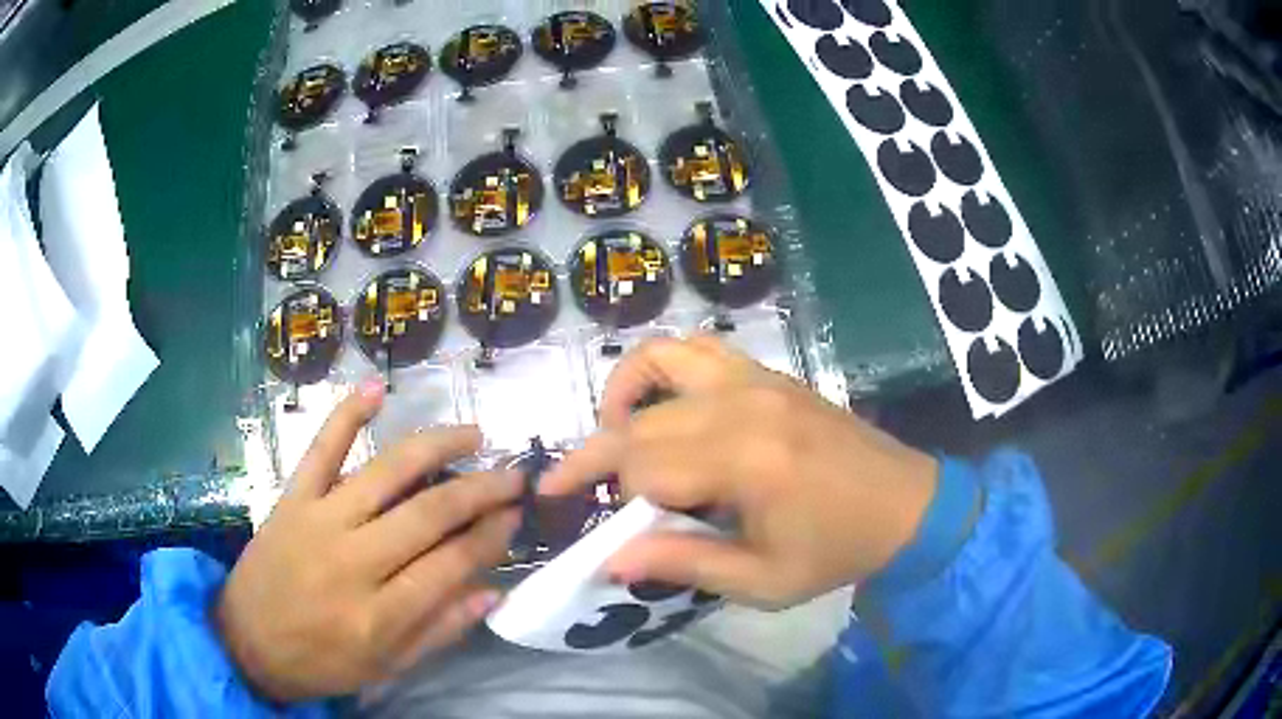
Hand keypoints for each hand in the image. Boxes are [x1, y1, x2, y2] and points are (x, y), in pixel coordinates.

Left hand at [215, 381, 521, 701]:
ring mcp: (319, 521)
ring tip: (473, 434)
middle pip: (430, 513)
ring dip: (436, 447)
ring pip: (386, 473)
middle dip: (481, 489)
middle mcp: (354, 562)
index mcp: (381, 614)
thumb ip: (439, 631)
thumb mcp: (387, 666)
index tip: (517, 514)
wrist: (248, 641)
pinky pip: (320, 450)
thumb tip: (492, 593)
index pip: (453, 563)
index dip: (492, 535)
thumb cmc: (322, 662)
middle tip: (514, 475)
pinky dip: (346, 416)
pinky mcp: (291, 499)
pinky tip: (376, 390)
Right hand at [541, 337, 937, 609]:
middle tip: (582, 494)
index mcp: (745, 463)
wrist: (906, 505)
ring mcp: (756, 380)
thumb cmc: (836, 551)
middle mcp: (742, 406)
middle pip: (640, 424)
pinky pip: (698, 348)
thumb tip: (608, 560)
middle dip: (602, 461)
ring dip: (621, 396)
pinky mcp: (768, 373)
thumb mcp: (762, 581)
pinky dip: (662, 367)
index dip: (610, 502)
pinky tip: (661, 405)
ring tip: (612, 436)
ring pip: (658, 361)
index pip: (642, 471)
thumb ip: (684, 564)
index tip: (592, 527)